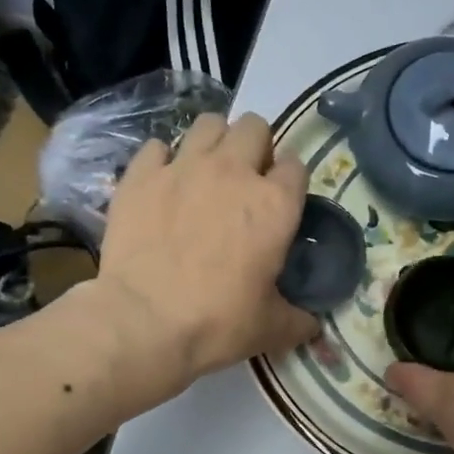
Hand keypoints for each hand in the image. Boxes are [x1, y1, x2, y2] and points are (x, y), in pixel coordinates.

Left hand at [95, 112, 317, 402]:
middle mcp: (233, 172)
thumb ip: (298, 320)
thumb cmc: (218, 324)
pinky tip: (163, 185)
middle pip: (254, 127)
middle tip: (246, 182)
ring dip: (214, 142)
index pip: (296, 166)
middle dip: (255, 147)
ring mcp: (183, 167)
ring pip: (209, 123)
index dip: (290, 182)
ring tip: (207, 173)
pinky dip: (164, 160)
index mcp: (275, 205)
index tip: (282, 202)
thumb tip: (312, 325)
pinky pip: (157, 146)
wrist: (144, 323)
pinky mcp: (140, 176)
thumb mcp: (271, 330)